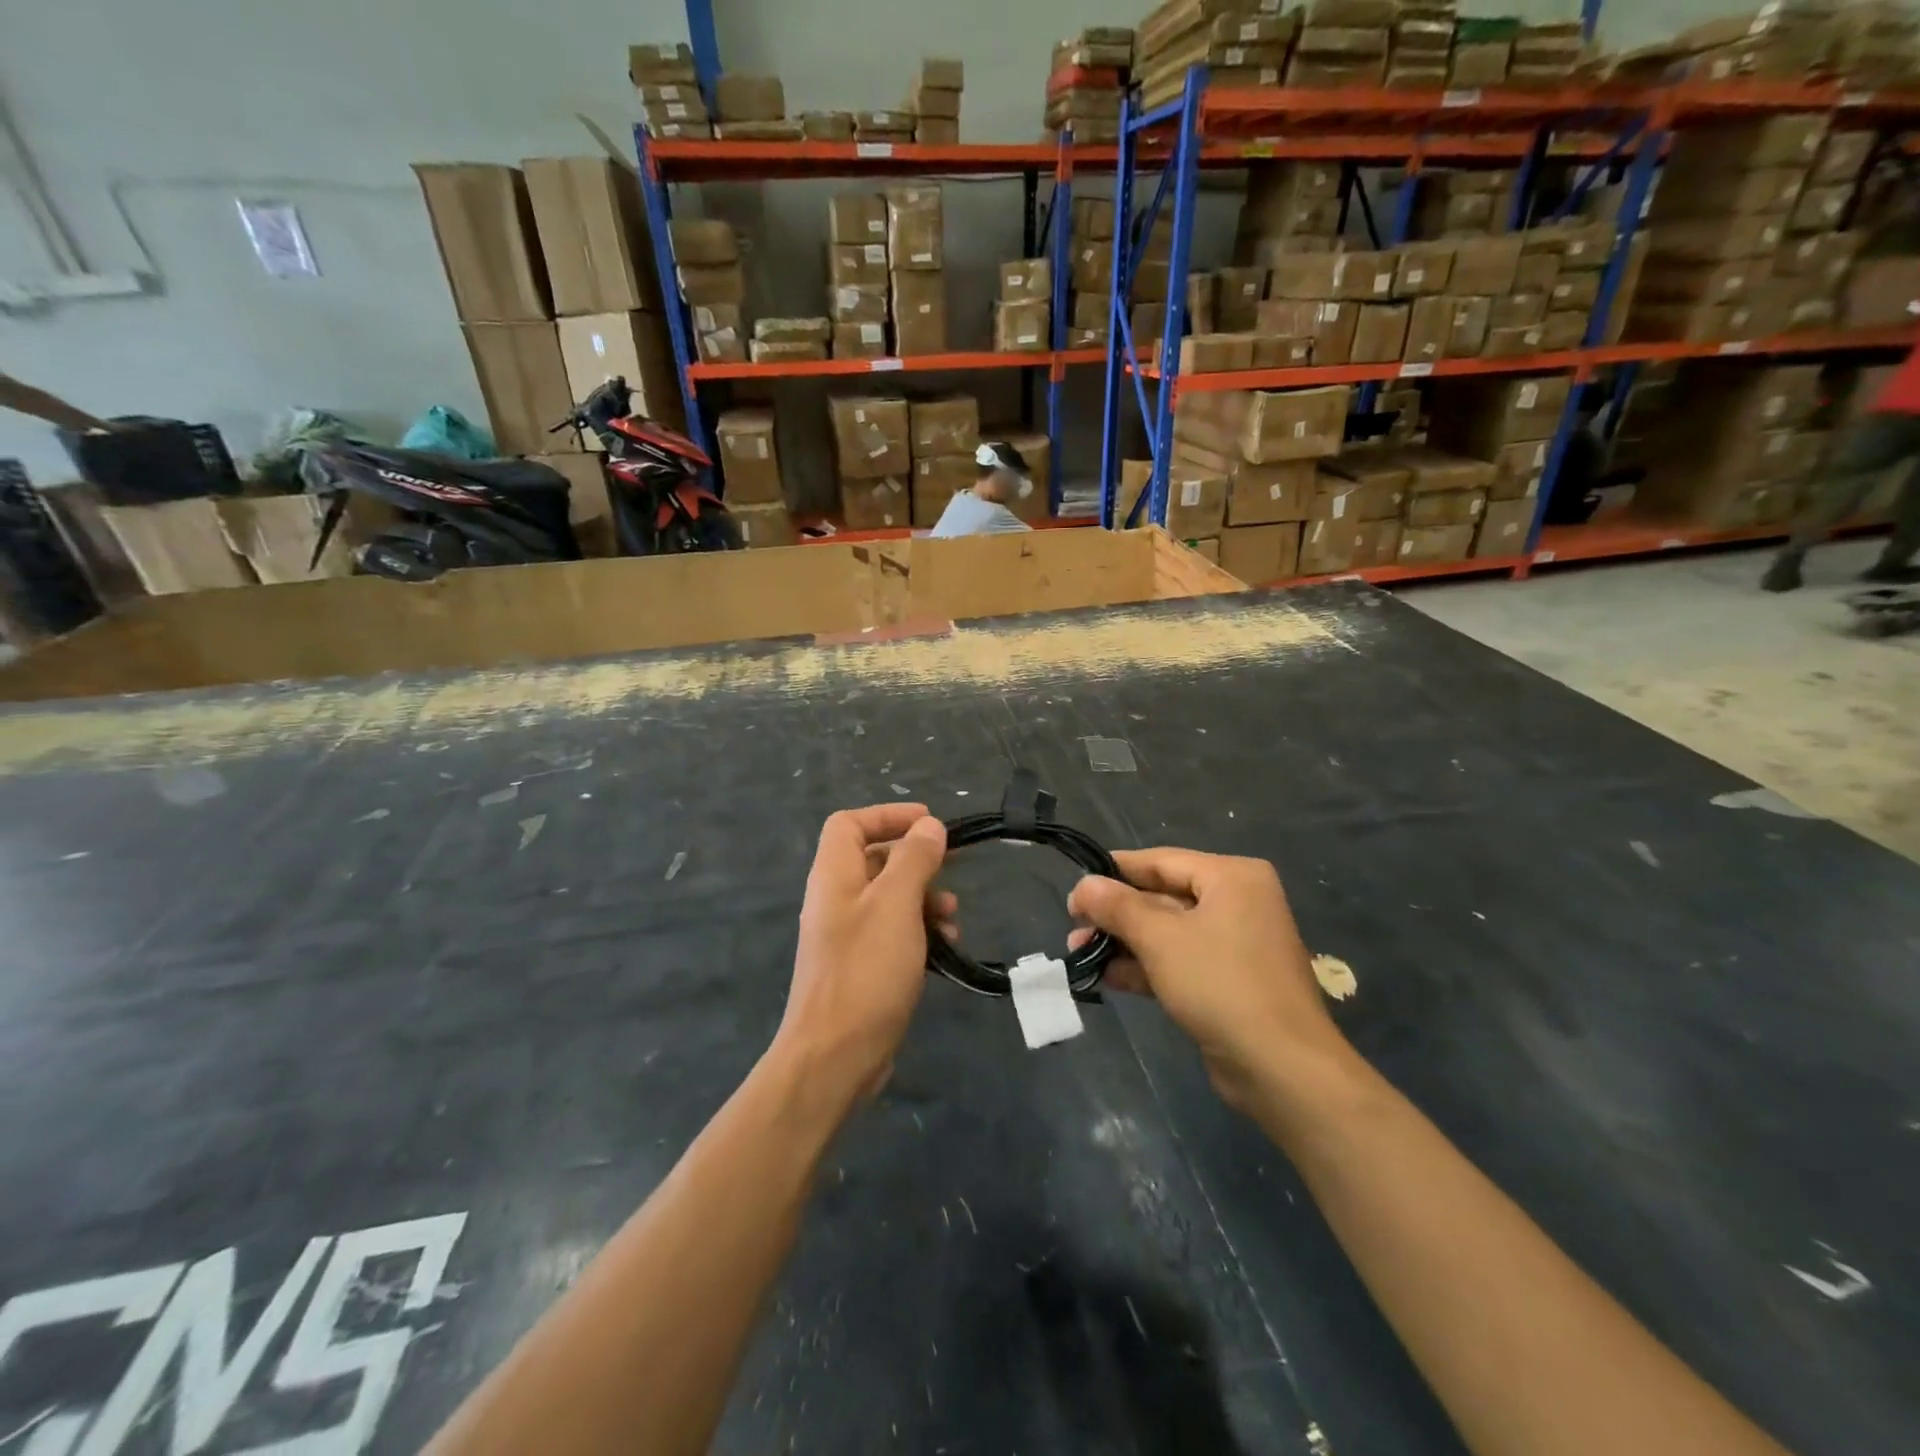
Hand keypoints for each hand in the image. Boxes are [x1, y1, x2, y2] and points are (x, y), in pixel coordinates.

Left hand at [775, 804, 951, 1107]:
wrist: (835, 1057)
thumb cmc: (866, 970)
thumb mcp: (896, 904)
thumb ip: (914, 860)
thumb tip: (929, 826)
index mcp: (834, 876)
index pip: (849, 824)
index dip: (887, 816)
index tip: (929, 823)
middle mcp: (836, 899)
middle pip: (875, 859)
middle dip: (916, 860)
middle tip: (953, 866)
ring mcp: (847, 935)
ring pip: (890, 898)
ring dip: (924, 898)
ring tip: (952, 916)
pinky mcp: (862, 967)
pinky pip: (893, 932)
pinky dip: (919, 930)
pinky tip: (945, 946)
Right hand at [1068, 848, 1346, 1110]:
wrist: (1282, 1069)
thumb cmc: (1221, 984)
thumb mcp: (1161, 939)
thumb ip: (1118, 907)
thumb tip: (1083, 885)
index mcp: (1232, 877)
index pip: (1162, 861)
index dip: (1115, 871)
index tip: (1076, 884)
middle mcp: (1238, 902)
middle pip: (1163, 897)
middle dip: (1116, 914)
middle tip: (1073, 924)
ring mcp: (1235, 945)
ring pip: (1168, 932)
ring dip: (1125, 942)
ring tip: (1078, 951)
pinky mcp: (1229, 982)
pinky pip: (1180, 961)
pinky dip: (1146, 966)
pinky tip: (1107, 975)